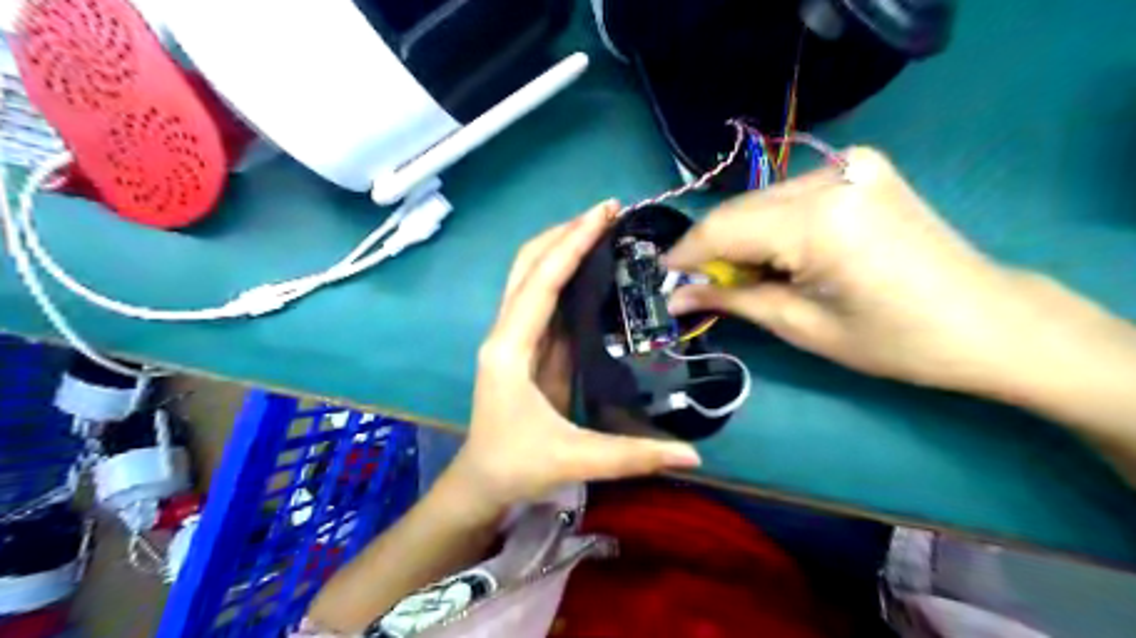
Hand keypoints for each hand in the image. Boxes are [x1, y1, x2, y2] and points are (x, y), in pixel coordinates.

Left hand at [448, 200, 697, 507]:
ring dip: (563, 247)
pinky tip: (596, 268)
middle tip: (608, 212)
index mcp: (510, 349)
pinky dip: (567, 275)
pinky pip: (546, 300)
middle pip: (528, 265)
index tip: (603, 213)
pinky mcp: (529, 347)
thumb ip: (633, 456)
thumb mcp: (573, 459)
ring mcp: (516, 337)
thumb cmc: (516, 466)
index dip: (572, 244)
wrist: (481, 482)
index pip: (541, 282)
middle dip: (564, 233)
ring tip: (604, 229)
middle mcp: (507, 332)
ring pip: (533, 276)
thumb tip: (694, 455)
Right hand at [662, 146, 1059, 393]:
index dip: (686, 255)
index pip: (723, 228)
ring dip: (740, 238)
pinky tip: (777, 255)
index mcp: (818, 220)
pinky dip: (770, 225)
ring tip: (741, 277)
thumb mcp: (802, 326)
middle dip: (712, 250)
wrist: (987, 319)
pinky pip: (790, 195)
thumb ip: (731, 300)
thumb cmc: (895, 340)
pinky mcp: (861, 166)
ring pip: (762, 200)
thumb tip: (675, 295)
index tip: (662, 278)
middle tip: (698, 287)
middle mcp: (831, 175)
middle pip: (740, 209)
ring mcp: (850, 163)